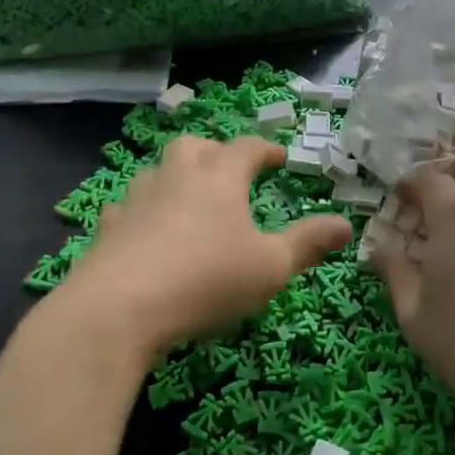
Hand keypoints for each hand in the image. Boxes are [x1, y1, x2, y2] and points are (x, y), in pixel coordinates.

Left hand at [64, 135, 351, 357]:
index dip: (266, 150)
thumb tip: (346, 224)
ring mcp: (137, 199)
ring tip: (189, 200)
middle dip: (215, 153)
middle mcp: (177, 177)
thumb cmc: (206, 280)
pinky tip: (144, 231)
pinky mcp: (108, 228)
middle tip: (229, 173)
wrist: (118, 308)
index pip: (247, 148)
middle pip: (195, 147)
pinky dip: (141, 212)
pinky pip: (127, 207)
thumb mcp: (271, 267)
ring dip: (175, 178)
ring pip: (158, 171)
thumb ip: (308, 243)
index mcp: (219, 178)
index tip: (279, 158)